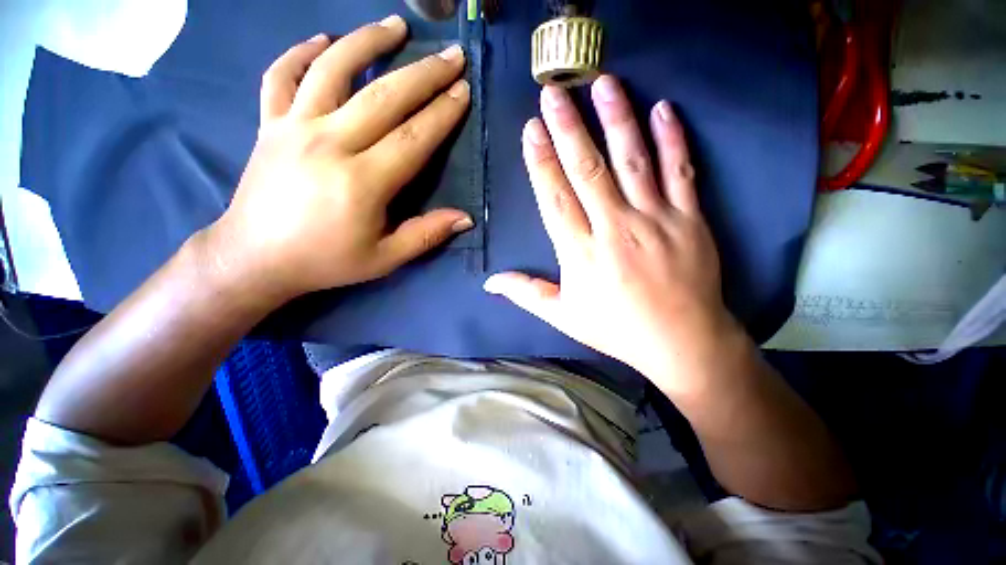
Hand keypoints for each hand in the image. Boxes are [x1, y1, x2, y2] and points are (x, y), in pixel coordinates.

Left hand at [205, 16, 472, 300]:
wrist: (256, 258)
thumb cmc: (326, 261)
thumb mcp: (385, 259)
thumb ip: (426, 235)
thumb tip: (465, 219)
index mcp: (362, 182)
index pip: (413, 137)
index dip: (442, 113)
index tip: (463, 91)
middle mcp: (328, 143)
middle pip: (384, 96)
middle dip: (424, 73)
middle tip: (451, 54)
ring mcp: (292, 127)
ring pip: (332, 68)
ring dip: (367, 41)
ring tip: (396, 24)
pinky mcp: (268, 124)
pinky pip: (281, 75)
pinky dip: (301, 51)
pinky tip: (322, 40)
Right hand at [485, 76, 735, 390]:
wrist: (681, 342)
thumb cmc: (616, 329)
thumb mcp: (564, 316)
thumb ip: (527, 294)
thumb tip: (489, 282)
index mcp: (581, 253)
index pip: (555, 198)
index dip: (541, 162)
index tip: (532, 130)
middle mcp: (614, 229)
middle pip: (587, 170)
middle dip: (568, 128)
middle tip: (554, 91)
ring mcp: (655, 220)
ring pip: (632, 160)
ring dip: (617, 119)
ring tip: (603, 83)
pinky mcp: (690, 219)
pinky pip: (680, 171)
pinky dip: (673, 139)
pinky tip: (663, 110)